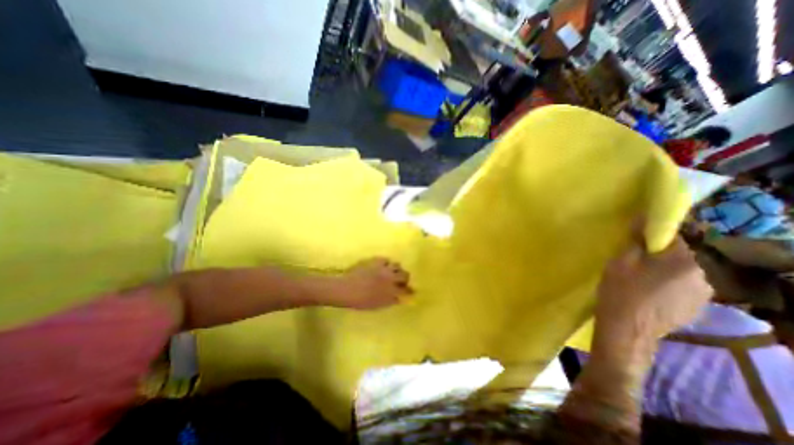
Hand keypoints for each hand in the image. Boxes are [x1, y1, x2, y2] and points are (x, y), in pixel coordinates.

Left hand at [323, 258, 412, 308]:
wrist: (346, 289)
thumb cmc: (360, 301)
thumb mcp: (377, 305)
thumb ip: (390, 301)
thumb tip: (399, 298)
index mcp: (391, 290)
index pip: (406, 290)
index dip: (410, 291)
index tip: (412, 291)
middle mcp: (390, 278)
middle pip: (405, 274)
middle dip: (405, 278)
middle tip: (402, 280)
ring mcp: (383, 268)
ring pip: (397, 265)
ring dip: (397, 269)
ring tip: (392, 271)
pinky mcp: (376, 261)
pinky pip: (386, 259)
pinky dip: (386, 263)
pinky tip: (382, 266)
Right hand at [593, 232, 709, 358]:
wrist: (627, 329)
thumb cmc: (620, 291)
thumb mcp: (620, 262)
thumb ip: (635, 240)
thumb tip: (643, 219)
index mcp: (683, 261)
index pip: (671, 238)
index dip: (650, 238)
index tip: (632, 243)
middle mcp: (702, 276)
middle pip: (676, 257)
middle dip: (655, 257)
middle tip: (631, 264)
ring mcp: (702, 295)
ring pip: (678, 273)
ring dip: (661, 272)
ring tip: (638, 281)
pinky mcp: (695, 308)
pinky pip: (680, 288)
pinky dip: (666, 287)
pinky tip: (647, 294)